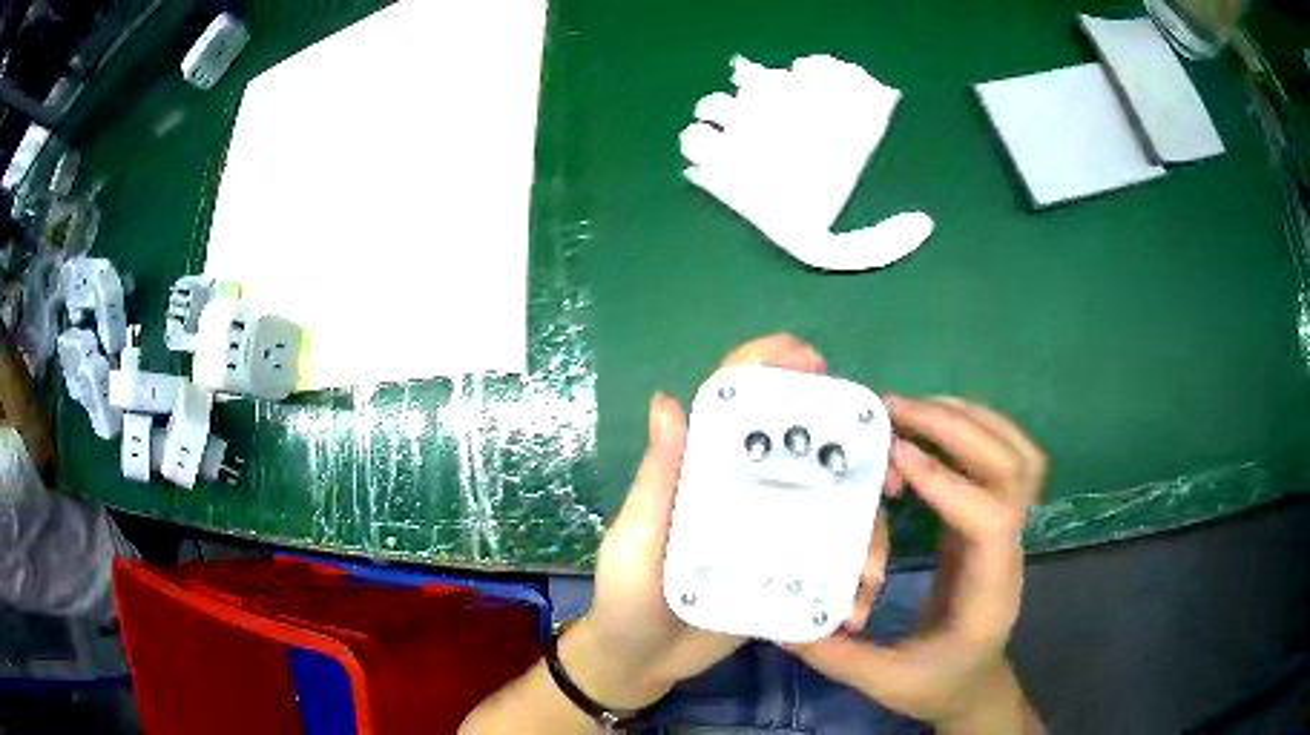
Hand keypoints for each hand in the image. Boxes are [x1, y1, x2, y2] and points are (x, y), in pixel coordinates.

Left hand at [562, 334, 886, 709]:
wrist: (641, 662)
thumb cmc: (628, 595)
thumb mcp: (637, 536)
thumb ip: (657, 479)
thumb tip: (666, 399)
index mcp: (706, 469)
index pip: (739, 403)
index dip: (775, 368)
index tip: (817, 364)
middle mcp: (748, 491)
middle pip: (809, 450)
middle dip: (860, 452)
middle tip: (893, 477)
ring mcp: (774, 532)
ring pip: (835, 508)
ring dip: (867, 533)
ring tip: (869, 574)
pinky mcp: (788, 573)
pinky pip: (832, 561)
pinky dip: (853, 577)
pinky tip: (855, 606)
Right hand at [787, 397, 1046, 731]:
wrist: (975, 682)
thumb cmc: (938, 683)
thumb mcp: (885, 681)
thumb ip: (836, 655)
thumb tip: (782, 618)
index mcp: (990, 590)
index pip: (992, 519)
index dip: (948, 481)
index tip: (897, 457)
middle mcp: (1012, 550)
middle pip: (1012, 470)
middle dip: (957, 430)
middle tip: (896, 411)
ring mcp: (1011, 529)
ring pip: (1017, 455)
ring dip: (971, 420)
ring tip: (915, 407)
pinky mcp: (993, 518)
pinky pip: (1003, 459)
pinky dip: (976, 428)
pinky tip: (935, 423)